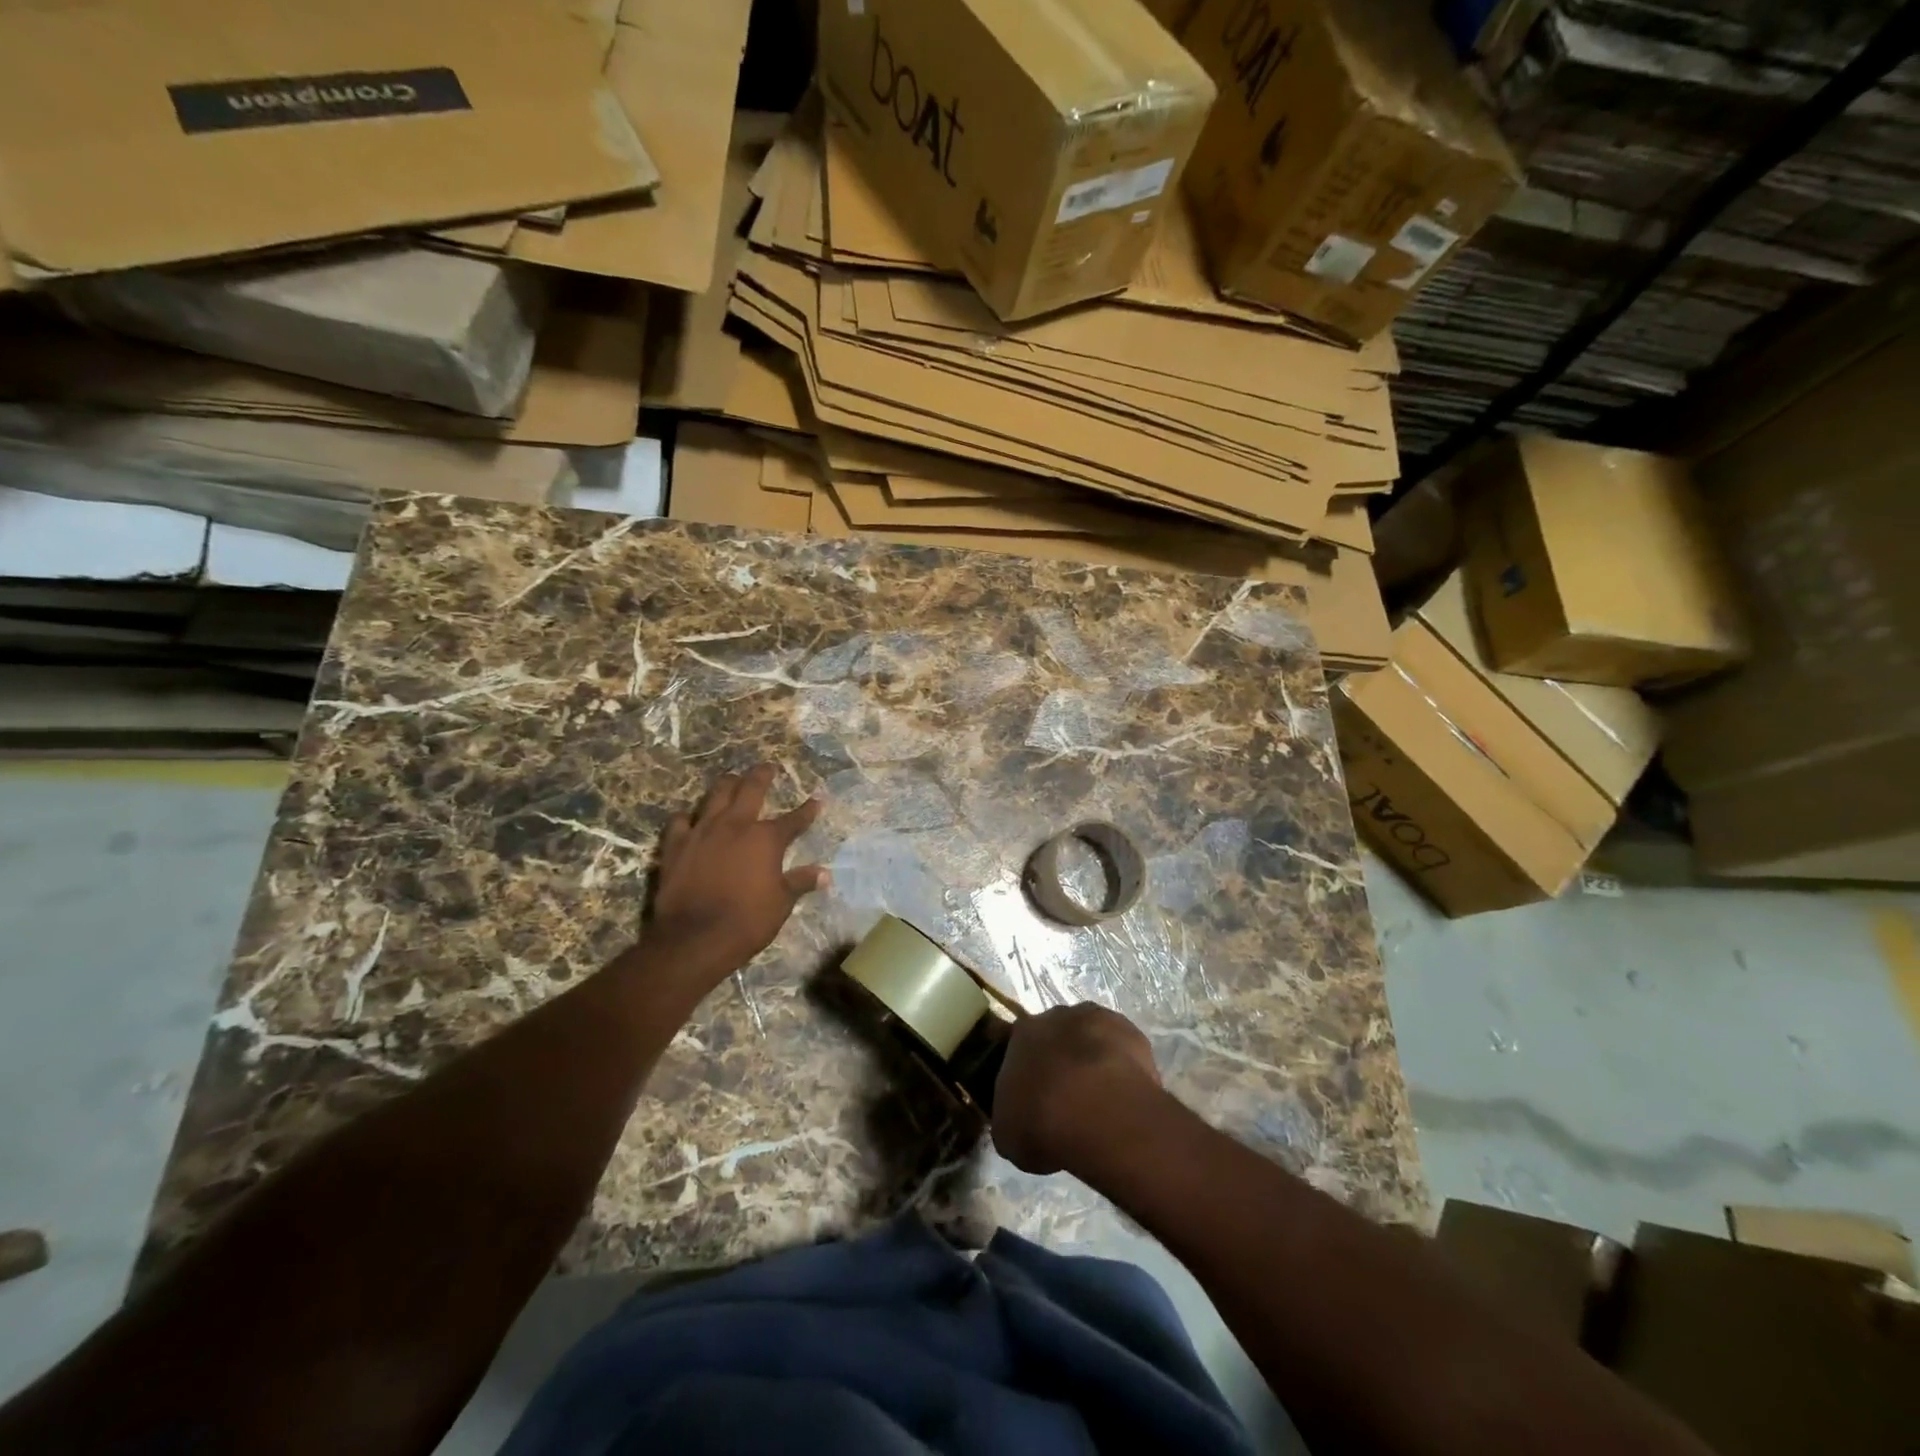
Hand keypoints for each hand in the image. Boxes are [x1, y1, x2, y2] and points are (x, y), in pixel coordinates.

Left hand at [650, 765, 828, 975]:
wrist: (694, 938)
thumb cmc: (747, 921)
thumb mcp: (781, 903)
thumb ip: (800, 882)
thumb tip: (825, 874)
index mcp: (766, 838)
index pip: (794, 819)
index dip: (807, 810)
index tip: (817, 800)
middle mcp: (735, 825)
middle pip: (750, 790)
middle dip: (762, 775)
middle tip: (767, 766)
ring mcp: (702, 832)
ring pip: (715, 796)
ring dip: (726, 785)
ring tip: (731, 778)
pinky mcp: (676, 845)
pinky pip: (681, 821)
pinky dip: (688, 817)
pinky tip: (690, 818)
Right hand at [991, 1003, 1161, 1175]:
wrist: (1100, 1116)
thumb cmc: (1042, 1124)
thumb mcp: (1008, 1131)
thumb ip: (1011, 1112)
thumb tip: (1019, 1113)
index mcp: (1020, 1034)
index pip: (1017, 1047)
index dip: (1026, 1072)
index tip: (1032, 1098)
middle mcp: (1055, 1016)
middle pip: (1055, 1036)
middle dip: (1060, 1061)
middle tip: (1067, 1098)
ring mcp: (1096, 1019)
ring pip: (1090, 1037)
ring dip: (1091, 1060)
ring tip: (1100, 1099)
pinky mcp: (1131, 1031)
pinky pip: (1122, 1047)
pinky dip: (1122, 1065)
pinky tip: (1125, 1094)